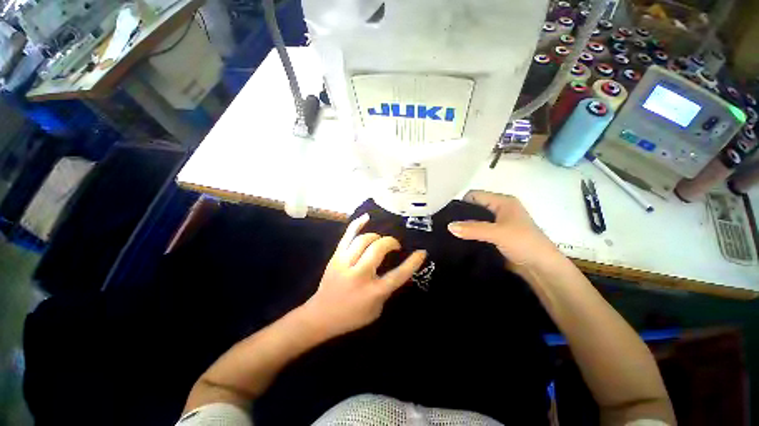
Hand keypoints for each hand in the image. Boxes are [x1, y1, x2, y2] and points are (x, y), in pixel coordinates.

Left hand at [302, 213, 426, 338]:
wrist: (321, 315)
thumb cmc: (352, 316)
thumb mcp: (376, 309)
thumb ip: (387, 289)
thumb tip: (397, 270)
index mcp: (373, 292)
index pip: (398, 275)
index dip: (413, 262)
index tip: (421, 252)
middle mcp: (359, 275)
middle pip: (379, 249)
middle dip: (391, 243)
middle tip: (395, 246)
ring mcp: (345, 263)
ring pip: (364, 240)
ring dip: (377, 237)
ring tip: (380, 241)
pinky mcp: (336, 257)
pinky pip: (347, 235)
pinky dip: (357, 224)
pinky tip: (367, 217)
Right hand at [447, 190, 560, 270]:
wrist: (542, 269)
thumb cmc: (524, 243)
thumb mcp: (497, 233)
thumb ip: (472, 229)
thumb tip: (449, 226)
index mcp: (503, 202)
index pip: (475, 195)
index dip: (461, 202)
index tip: (447, 214)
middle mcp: (499, 210)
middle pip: (473, 208)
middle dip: (460, 216)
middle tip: (445, 225)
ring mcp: (498, 224)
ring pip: (475, 221)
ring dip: (464, 227)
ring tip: (448, 233)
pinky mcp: (496, 237)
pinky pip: (478, 232)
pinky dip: (469, 236)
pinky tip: (458, 241)